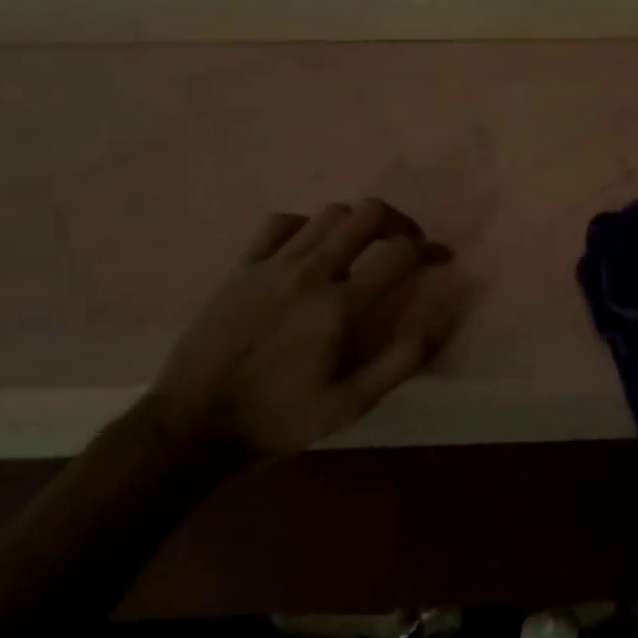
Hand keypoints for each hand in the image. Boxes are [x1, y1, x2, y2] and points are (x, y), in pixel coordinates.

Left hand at [150, 200, 458, 455]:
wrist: (193, 424)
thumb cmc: (279, 418)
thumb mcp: (350, 405)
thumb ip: (402, 361)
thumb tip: (445, 318)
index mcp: (340, 307)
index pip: (401, 253)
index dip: (430, 250)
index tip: (440, 259)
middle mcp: (311, 273)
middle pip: (368, 214)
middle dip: (398, 222)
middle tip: (404, 245)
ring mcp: (272, 265)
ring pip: (329, 213)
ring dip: (356, 223)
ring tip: (362, 247)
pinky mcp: (242, 267)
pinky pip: (281, 223)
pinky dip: (306, 226)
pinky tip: (309, 248)